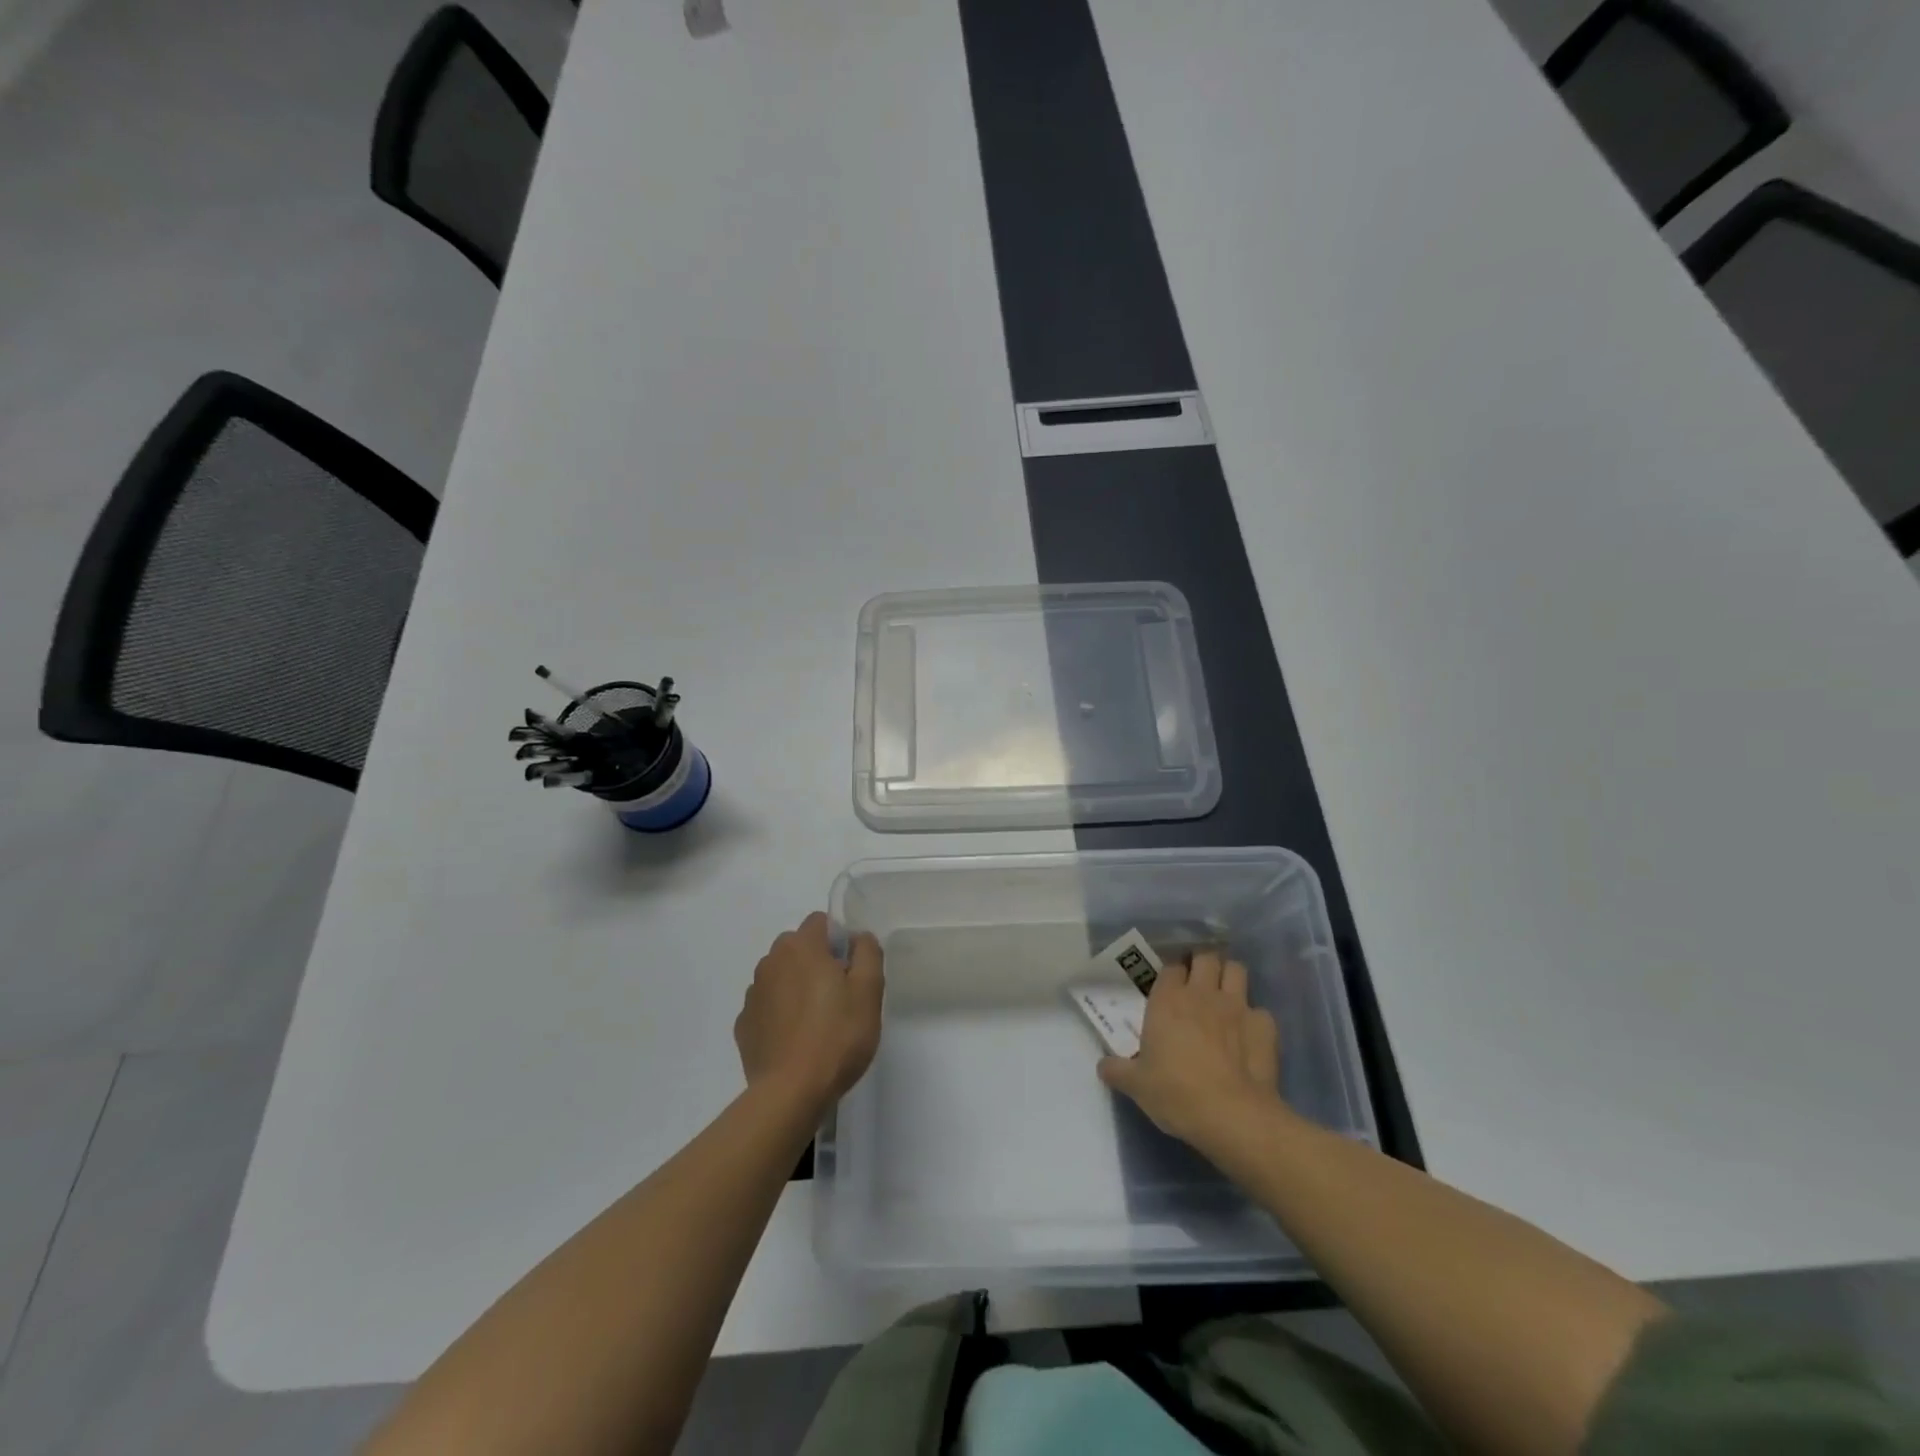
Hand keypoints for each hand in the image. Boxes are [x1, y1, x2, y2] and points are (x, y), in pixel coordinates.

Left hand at [735, 912, 883, 1112]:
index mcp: (801, 947)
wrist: (791, 1092)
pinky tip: (796, 1040)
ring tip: (817, 1022)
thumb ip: (868, 952)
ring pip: (780, 976)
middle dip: (816, 962)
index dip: (839, 940)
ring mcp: (752, 994)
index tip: (851, 970)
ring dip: (796, 987)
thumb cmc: (837, 1036)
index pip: (820, 922)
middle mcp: (770, 961)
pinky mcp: (744, 1025)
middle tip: (839, 997)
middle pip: (798, 947)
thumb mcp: (869, 990)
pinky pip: (767, 1006)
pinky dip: (780, 1014)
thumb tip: (858, 938)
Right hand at [1096, 951, 1283, 1154]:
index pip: (1171, 966)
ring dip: (1229, 977)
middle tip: (1198, 981)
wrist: (1232, 1116)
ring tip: (1224, 995)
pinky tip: (1248, 1036)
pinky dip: (1254, 1018)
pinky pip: (1260, 1010)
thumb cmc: (1176, 1093)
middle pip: (1205, 957)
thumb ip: (1117, 1070)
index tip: (1170, 984)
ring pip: (1236, 969)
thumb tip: (1102, 1065)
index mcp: (1168, 1000)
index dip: (1172, 972)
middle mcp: (1202, 993)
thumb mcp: (1136, 1086)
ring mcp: (1237, 1006)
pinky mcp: (1265, 1026)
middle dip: (1202, 963)